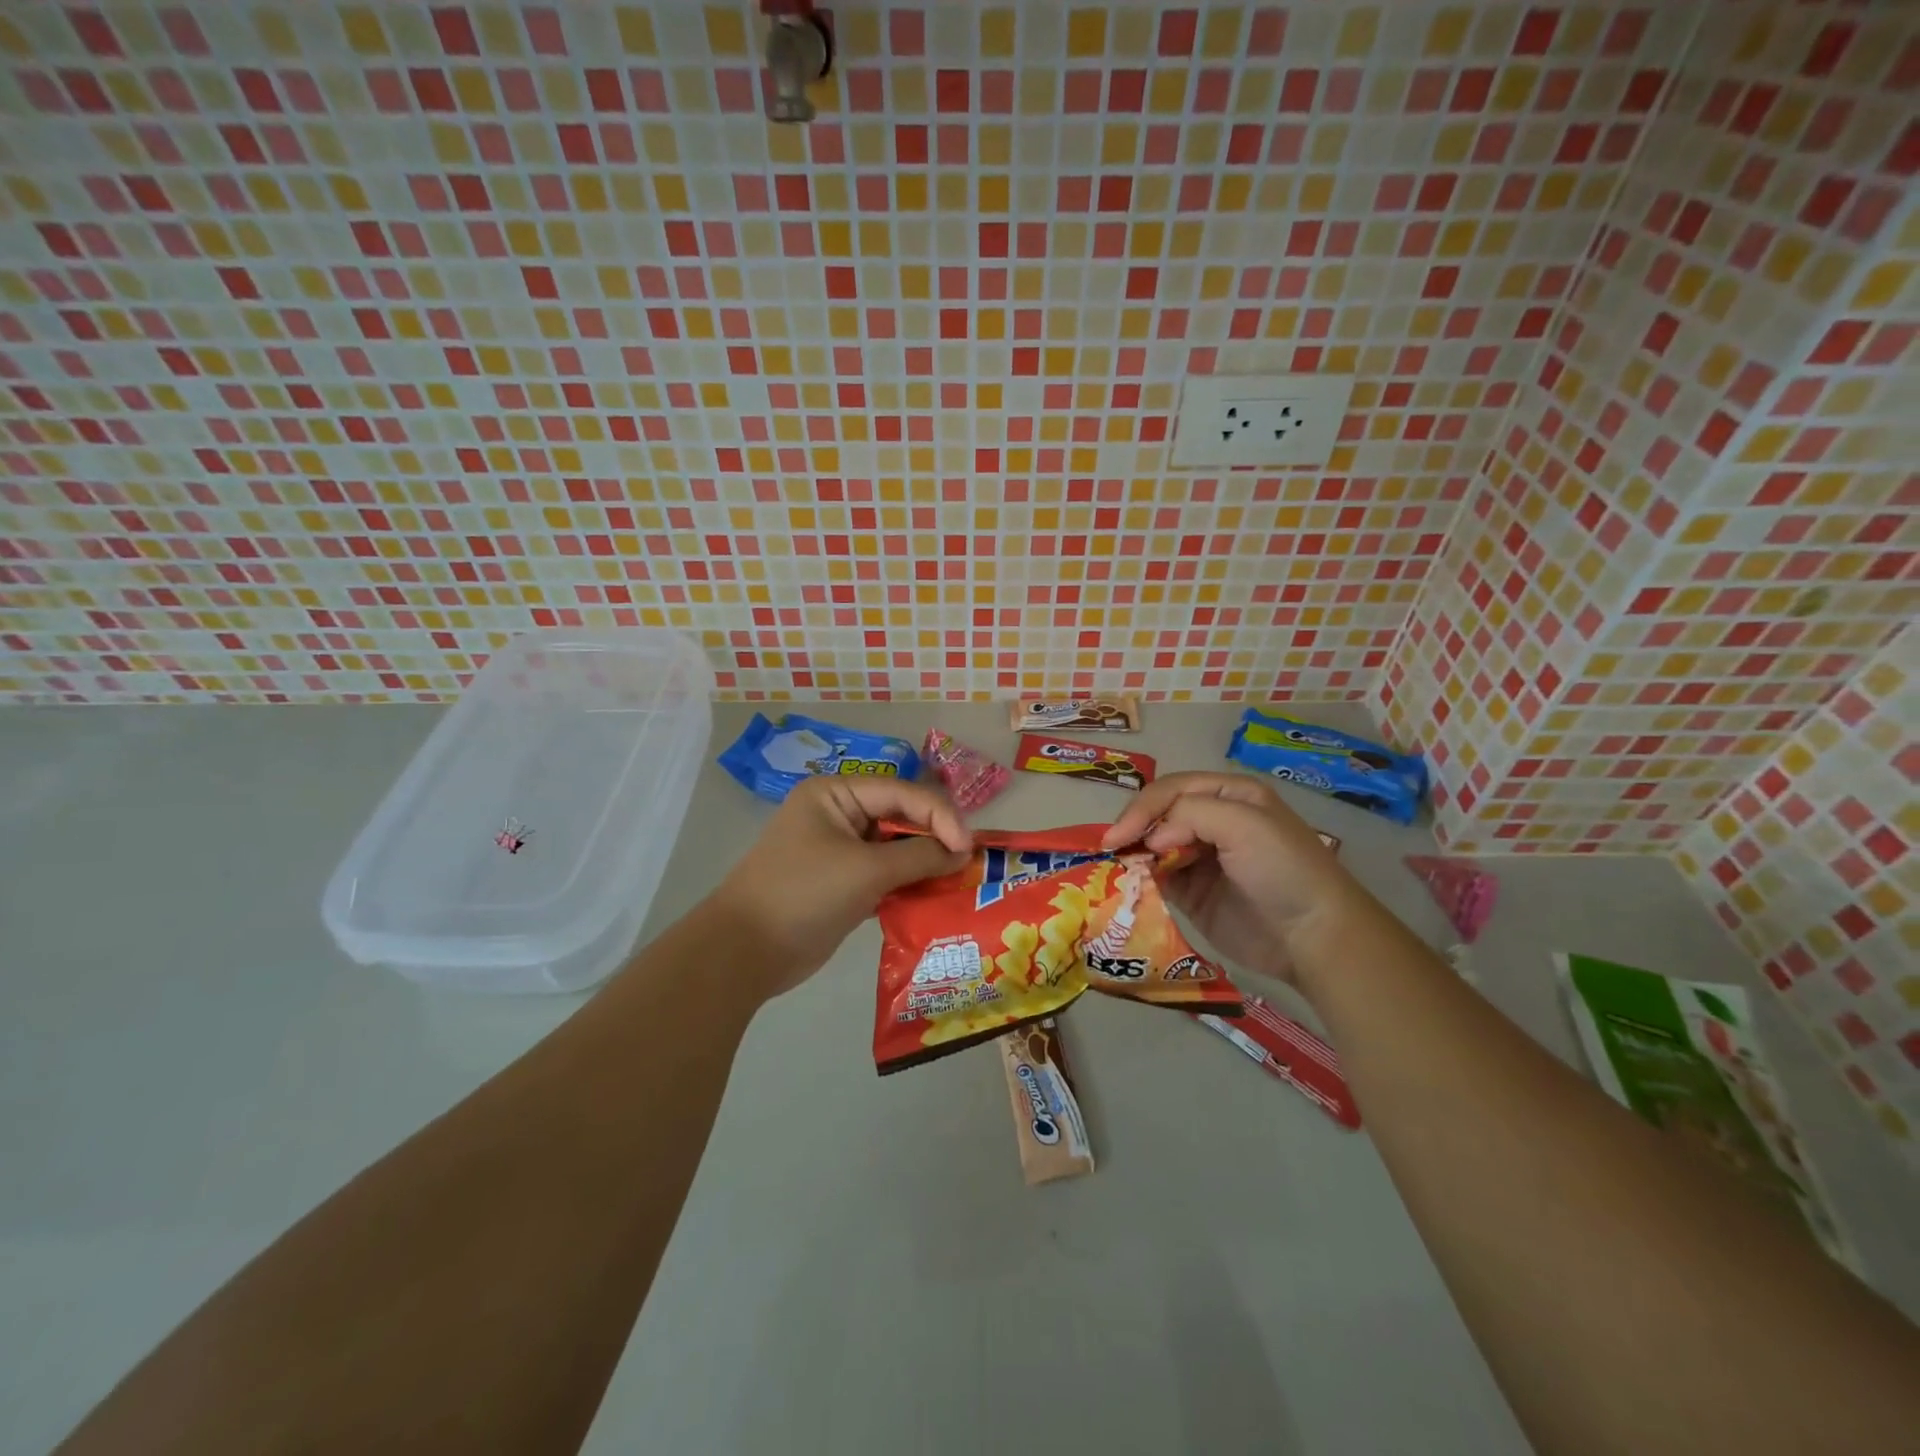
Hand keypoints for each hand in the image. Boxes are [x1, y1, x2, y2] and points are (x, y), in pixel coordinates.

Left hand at [711, 775, 971, 999]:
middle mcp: (839, 814)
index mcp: (837, 794)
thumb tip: (963, 854)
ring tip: (957, 883)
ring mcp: (839, 850)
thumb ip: (919, 857)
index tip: (968, 849)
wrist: (745, 952)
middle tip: (968, 866)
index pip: (902, 793)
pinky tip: (932, 900)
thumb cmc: (804, 895)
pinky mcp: (842, 883)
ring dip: (924, 865)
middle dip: (935, 840)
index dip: (940, 816)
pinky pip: (885, 876)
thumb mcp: (866, 871)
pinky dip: (907, 886)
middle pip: (900, 818)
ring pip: (895, 849)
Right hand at [1103, 771, 1363, 989]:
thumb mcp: (1243, 823)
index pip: (1171, 789)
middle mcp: (1212, 821)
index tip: (1119, 836)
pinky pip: (1156, 879)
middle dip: (1134, 827)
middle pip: (1158, 814)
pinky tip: (1128, 884)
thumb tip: (1151, 840)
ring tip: (1115, 866)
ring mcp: (1200, 858)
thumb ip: (1189, 815)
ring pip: (1152, 846)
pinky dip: (1139, 879)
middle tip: (1111, 850)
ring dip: (1133, 853)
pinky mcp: (1192, 894)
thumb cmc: (1282, 868)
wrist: (1312, 935)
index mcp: (1228, 795)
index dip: (1143, 808)